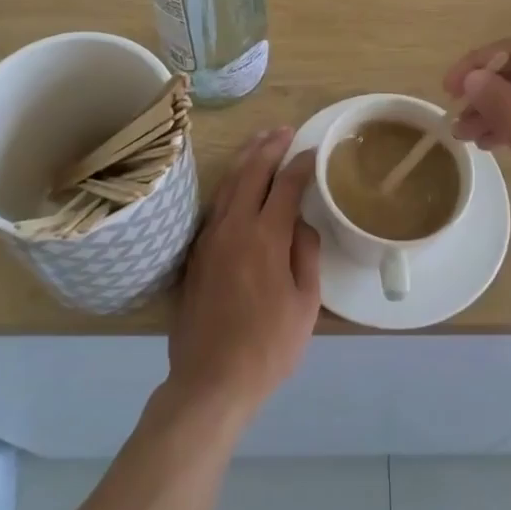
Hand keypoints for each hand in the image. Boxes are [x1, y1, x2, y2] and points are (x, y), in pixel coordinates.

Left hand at [168, 130, 321, 420]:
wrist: (211, 379)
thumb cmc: (268, 346)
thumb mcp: (305, 304)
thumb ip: (306, 255)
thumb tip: (302, 224)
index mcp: (266, 237)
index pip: (286, 185)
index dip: (302, 164)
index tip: (314, 152)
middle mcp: (234, 227)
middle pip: (251, 172)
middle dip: (269, 146)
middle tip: (285, 130)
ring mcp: (210, 238)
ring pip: (227, 184)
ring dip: (245, 158)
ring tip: (260, 141)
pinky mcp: (196, 252)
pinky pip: (215, 205)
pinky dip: (229, 184)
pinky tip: (236, 183)